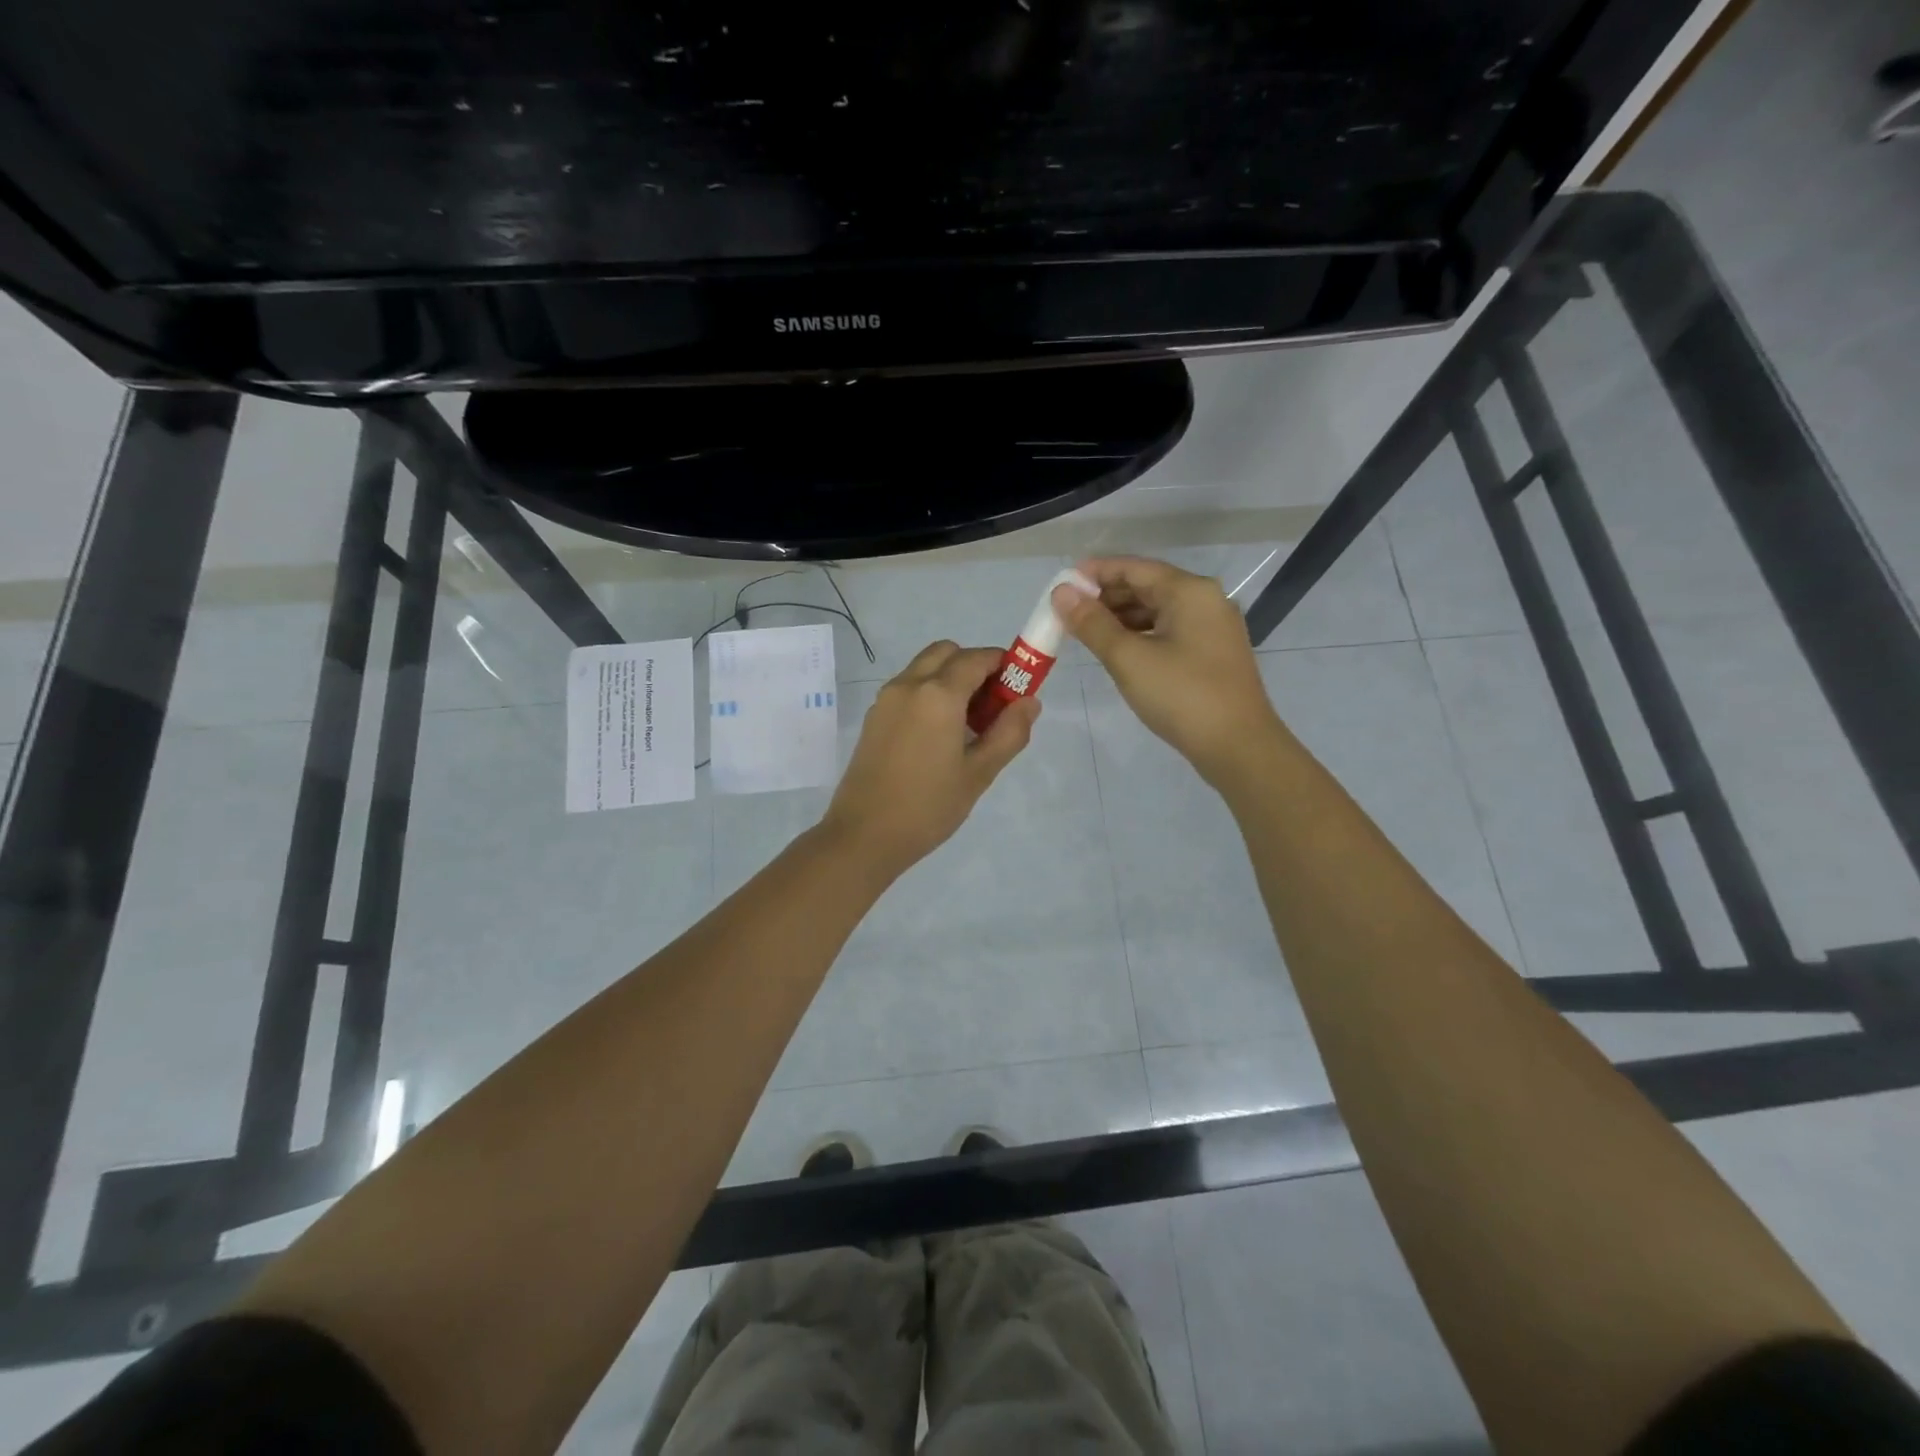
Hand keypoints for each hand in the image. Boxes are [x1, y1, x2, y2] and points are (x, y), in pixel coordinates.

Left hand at [820, 640, 1039, 877]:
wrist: (864, 835)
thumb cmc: (928, 806)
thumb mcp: (979, 773)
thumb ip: (1009, 733)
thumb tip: (1029, 702)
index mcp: (938, 694)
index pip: (978, 658)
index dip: (1003, 666)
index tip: (1018, 690)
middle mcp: (909, 684)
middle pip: (947, 653)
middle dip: (974, 666)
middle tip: (990, 706)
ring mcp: (886, 699)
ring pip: (925, 667)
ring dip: (950, 679)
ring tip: (966, 725)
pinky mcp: (874, 717)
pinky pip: (908, 687)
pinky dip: (929, 693)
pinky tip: (938, 736)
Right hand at [1054, 556, 1284, 785]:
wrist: (1238, 747)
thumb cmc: (1181, 696)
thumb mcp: (1128, 658)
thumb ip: (1092, 623)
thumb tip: (1061, 593)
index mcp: (1189, 591)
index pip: (1134, 568)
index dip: (1095, 572)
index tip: (1062, 584)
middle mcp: (1206, 600)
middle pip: (1148, 586)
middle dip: (1107, 596)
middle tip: (1068, 612)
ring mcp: (1214, 627)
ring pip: (1159, 610)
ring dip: (1122, 617)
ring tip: (1087, 631)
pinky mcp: (1214, 653)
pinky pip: (1170, 630)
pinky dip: (1141, 634)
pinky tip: (1119, 650)